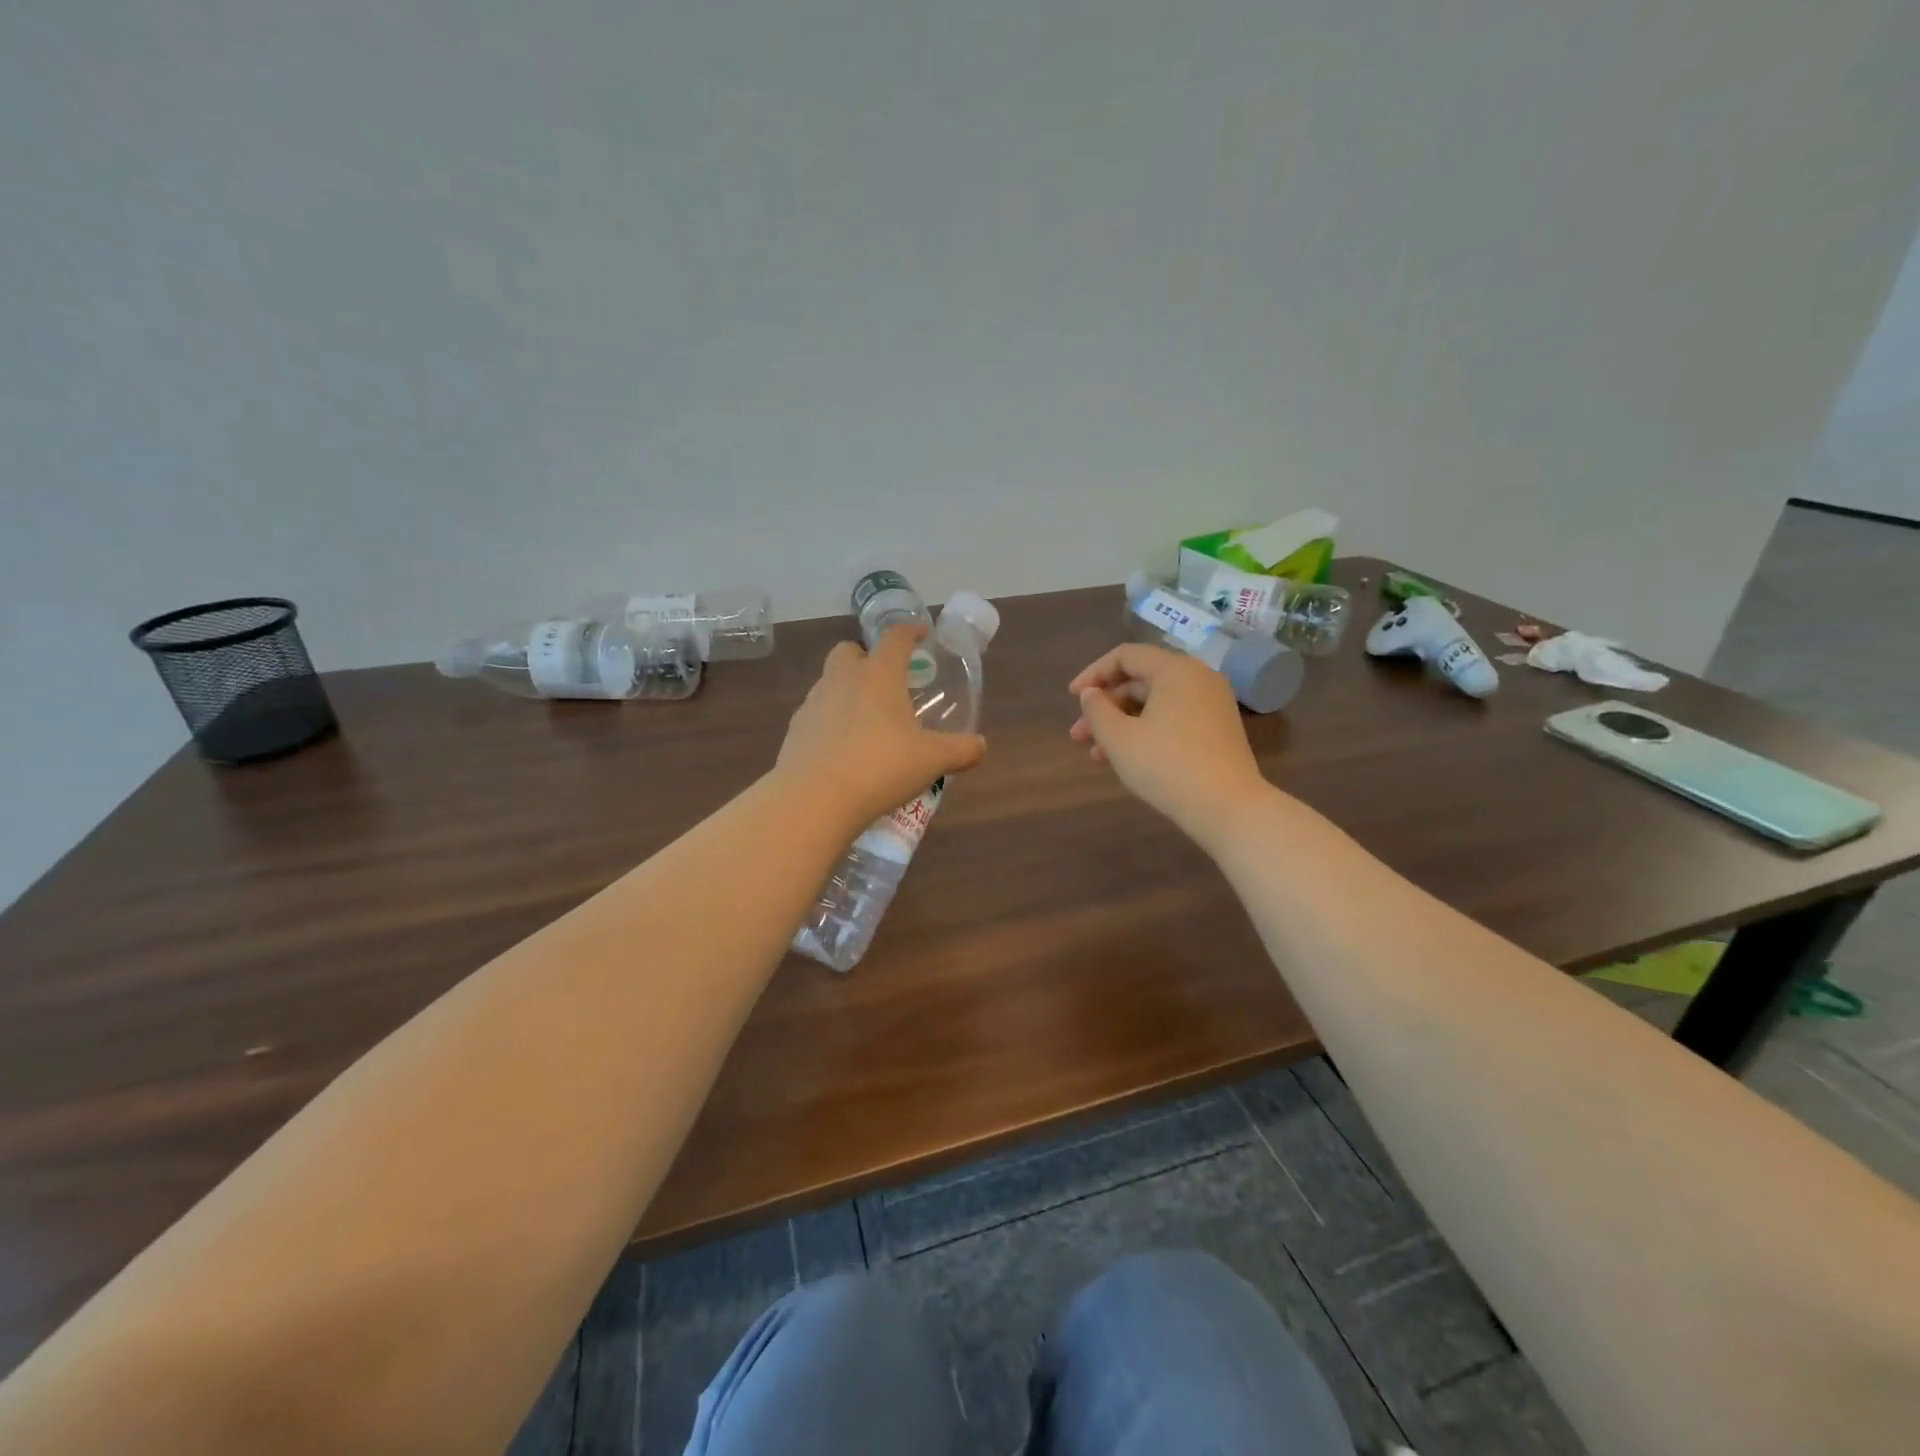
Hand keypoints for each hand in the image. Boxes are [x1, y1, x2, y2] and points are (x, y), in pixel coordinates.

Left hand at [777, 625, 987, 827]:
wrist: (815, 797)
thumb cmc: (881, 767)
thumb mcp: (932, 760)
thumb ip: (960, 750)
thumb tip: (981, 746)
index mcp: (879, 675)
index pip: (895, 639)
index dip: (910, 632)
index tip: (920, 633)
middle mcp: (843, 679)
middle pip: (849, 652)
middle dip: (866, 658)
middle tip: (886, 682)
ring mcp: (813, 703)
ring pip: (829, 683)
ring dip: (847, 691)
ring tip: (867, 722)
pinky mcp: (795, 730)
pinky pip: (816, 715)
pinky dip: (830, 722)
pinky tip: (843, 749)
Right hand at [1068, 643, 1267, 844]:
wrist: (1228, 807)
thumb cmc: (1167, 766)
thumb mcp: (1119, 738)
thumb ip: (1096, 710)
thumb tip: (1091, 694)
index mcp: (1175, 669)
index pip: (1125, 656)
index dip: (1093, 674)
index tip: (1072, 699)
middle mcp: (1198, 677)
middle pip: (1140, 681)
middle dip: (1104, 707)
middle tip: (1078, 736)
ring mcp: (1212, 703)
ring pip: (1155, 704)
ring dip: (1121, 724)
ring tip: (1096, 756)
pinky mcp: (1218, 729)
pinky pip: (1173, 718)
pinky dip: (1146, 731)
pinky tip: (1128, 759)